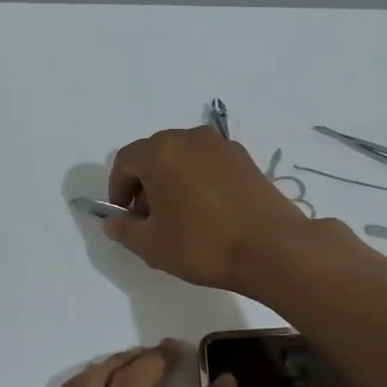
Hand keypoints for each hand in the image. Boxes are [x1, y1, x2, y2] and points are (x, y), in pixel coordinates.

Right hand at [104, 127, 309, 290]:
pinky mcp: (245, 159)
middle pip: (154, 155)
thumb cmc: (203, 244)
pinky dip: (198, 180)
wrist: (273, 248)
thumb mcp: (152, 245)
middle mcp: (190, 138)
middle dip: (145, 184)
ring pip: (183, 158)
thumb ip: (124, 230)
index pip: (125, 162)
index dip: (118, 189)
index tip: (125, 217)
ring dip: (172, 181)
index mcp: (161, 152)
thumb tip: (114, 221)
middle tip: (150, 219)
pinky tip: (207, 212)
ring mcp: (221, 146)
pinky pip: (208, 164)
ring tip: (180, 217)